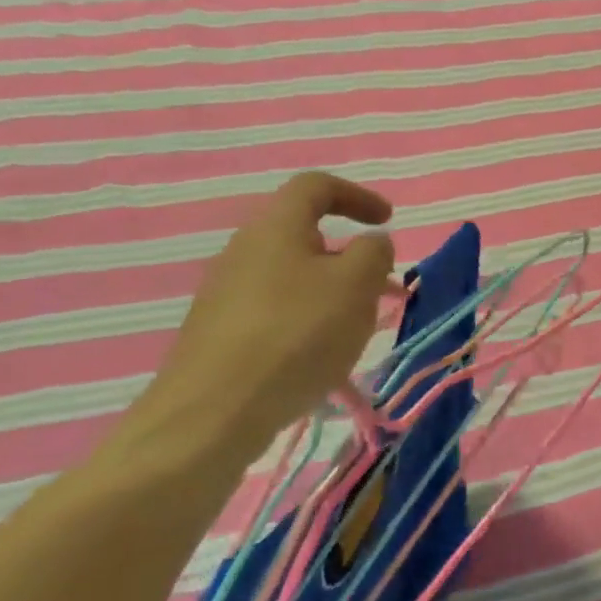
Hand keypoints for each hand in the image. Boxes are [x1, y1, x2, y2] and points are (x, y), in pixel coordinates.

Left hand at [133, 172, 395, 455]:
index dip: (357, 195)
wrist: (212, 414)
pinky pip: (275, 310)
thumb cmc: (296, 335)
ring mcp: (226, 293)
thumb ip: (374, 251)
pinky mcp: (219, 333)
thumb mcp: (357, 284)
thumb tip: (370, 242)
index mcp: (276, 227)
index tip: (388, 220)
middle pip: (305, 236)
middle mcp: (244, 251)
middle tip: (382, 286)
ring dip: (333, 291)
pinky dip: (308, 320)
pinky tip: (320, 356)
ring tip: (359, 327)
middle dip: (351, 256)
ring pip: (293, 277)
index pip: (316, 186)